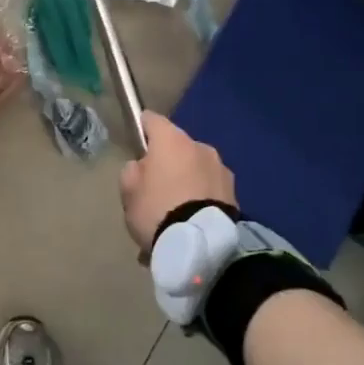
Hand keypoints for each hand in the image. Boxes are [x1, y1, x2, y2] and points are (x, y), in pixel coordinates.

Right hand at [119, 112, 235, 254]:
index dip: (142, 129)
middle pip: (177, 148)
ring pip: (195, 170)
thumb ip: (132, 171)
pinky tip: (189, 224)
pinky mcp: (235, 194)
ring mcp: (221, 170)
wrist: (201, 245)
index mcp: (172, 140)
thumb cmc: (157, 209)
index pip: (152, 120)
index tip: (136, 144)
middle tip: (155, 189)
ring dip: (186, 182)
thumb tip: (143, 167)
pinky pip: (209, 191)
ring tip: (174, 212)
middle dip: (167, 163)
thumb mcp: (128, 191)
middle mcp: (200, 147)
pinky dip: (199, 200)